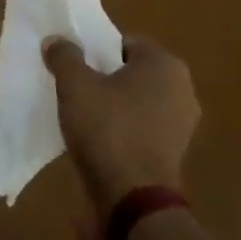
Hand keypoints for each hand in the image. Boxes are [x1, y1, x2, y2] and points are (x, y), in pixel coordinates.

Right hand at [43, 32, 198, 227]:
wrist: (132, 198)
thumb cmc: (107, 129)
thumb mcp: (74, 85)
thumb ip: (65, 57)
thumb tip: (57, 41)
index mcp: (165, 65)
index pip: (127, 42)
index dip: (98, 49)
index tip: (76, 64)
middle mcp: (183, 90)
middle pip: (133, 72)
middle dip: (106, 77)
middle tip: (76, 87)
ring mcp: (182, 125)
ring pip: (138, 102)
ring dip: (114, 105)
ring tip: (82, 115)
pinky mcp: (174, 154)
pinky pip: (142, 129)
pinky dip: (123, 130)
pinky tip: (98, 140)